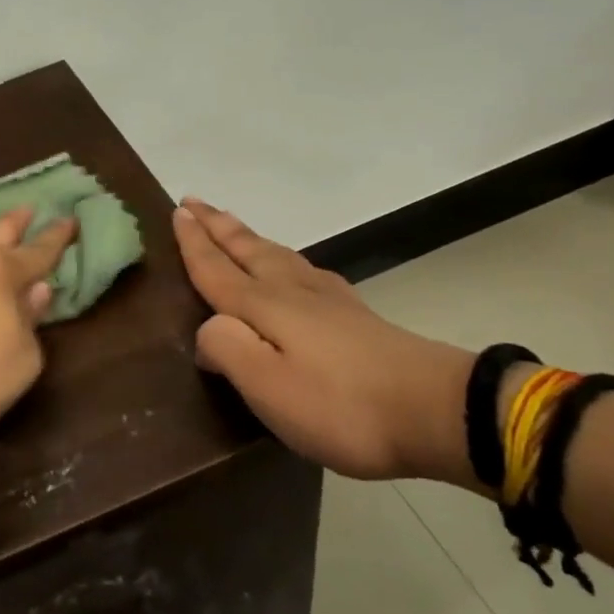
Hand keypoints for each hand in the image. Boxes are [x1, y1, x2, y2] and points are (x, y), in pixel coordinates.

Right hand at [172, 200, 474, 483]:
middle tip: (194, 202)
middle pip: (247, 250)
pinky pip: (303, 270)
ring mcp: (328, 300)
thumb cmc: (340, 404)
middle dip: (218, 226)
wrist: (436, 410)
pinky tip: (293, 266)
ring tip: (231, 225)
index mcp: (266, 306)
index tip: (177, 211)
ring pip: (276, 255)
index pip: (218, 268)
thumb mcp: (268, 386)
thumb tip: (206, 329)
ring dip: (247, 237)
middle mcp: (293, 291)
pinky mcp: (354, 316)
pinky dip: (283, 257)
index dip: (195, 242)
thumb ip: (227, 349)